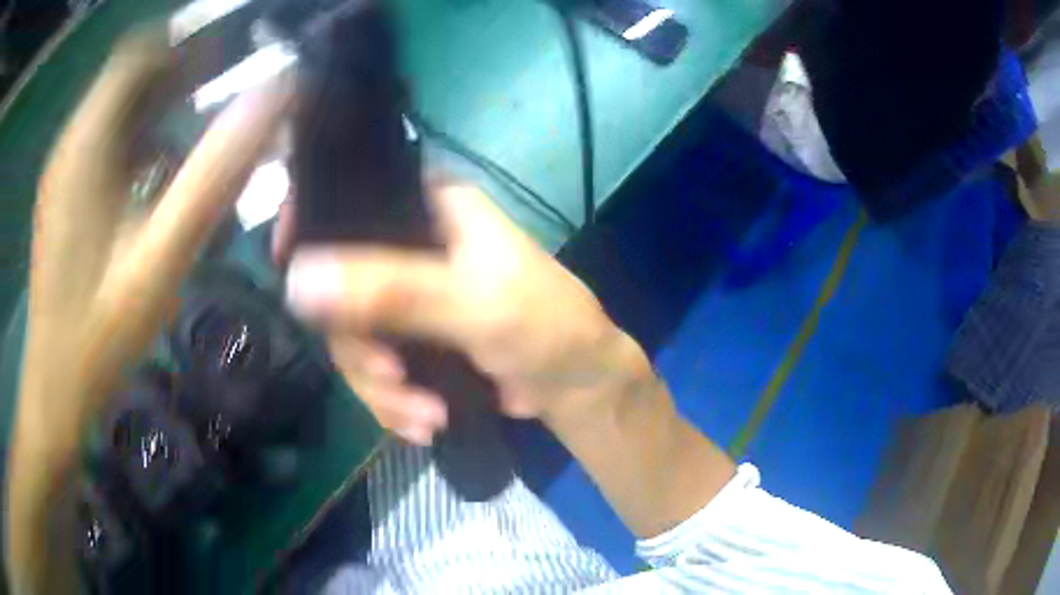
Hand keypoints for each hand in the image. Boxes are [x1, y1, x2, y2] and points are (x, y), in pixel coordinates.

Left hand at [8, 30, 290, 592]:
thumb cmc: (101, 332)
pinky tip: (157, 178)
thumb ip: (214, 175)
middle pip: (128, 76)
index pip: (138, 51)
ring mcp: (64, 169)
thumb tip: (278, 97)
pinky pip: (105, 142)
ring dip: (160, 109)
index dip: (186, 43)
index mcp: (87, 143)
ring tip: (197, 136)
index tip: (228, 61)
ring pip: (117, 108)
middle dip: (178, 75)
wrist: (56, 385)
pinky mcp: (64, 193)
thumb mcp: (160, 259)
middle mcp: (71, 142)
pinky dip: (138, 141)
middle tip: (225, 94)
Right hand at [276, 181, 647, 444]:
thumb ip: (393, 291)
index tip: (287, 264)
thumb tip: (297, 279)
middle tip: (392, 380)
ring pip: (351, 339)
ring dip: (380, 388)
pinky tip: (425, 423)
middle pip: (338, 284)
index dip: (309, 222)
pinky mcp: (409, 343)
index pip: (350, 196)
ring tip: (425, 417)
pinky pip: (373, 370)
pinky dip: (392, 403)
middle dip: (360, 347)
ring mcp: (404, 298)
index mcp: (429, 208)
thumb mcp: (477, 303)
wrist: (576, 385)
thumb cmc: (546, 325)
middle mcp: (408, 245)